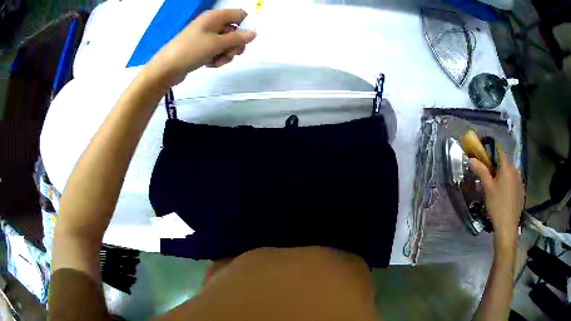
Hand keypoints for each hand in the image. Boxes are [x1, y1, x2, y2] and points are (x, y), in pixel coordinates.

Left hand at [148, 9, 256, 85]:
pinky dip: (216, 57)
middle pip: (234, 30)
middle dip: (235, 44)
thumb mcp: (217, 44)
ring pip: (226, 43)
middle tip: (229, 53)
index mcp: (215, 16)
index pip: (240, 15)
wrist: (167, 68)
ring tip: (216, 61)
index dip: (245, 26)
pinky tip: (210, 64)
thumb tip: (254, 33)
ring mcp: (205, 36)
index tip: (244, 40)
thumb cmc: (192, 50)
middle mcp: (211, 23)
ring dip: (226, 54)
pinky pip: (216, 50)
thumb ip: (238, 38)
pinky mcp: (201, 47)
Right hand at [469, 151, 524, 252]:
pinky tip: (505, 198)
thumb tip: (471, 159)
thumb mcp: (487, 188)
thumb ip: (481, 171)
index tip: (486, 157)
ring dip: (504, 178)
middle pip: (505, 164)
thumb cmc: (497, 205)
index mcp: (507, 168)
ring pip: (511, 174)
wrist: (507, 227)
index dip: (493, 151)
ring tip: (498, 191)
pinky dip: (510, 186)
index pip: (500, 151)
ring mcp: (520, 182)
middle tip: (490, 180)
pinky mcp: (522, 192)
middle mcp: (516, 171)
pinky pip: (515, 183)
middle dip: (498, 168)